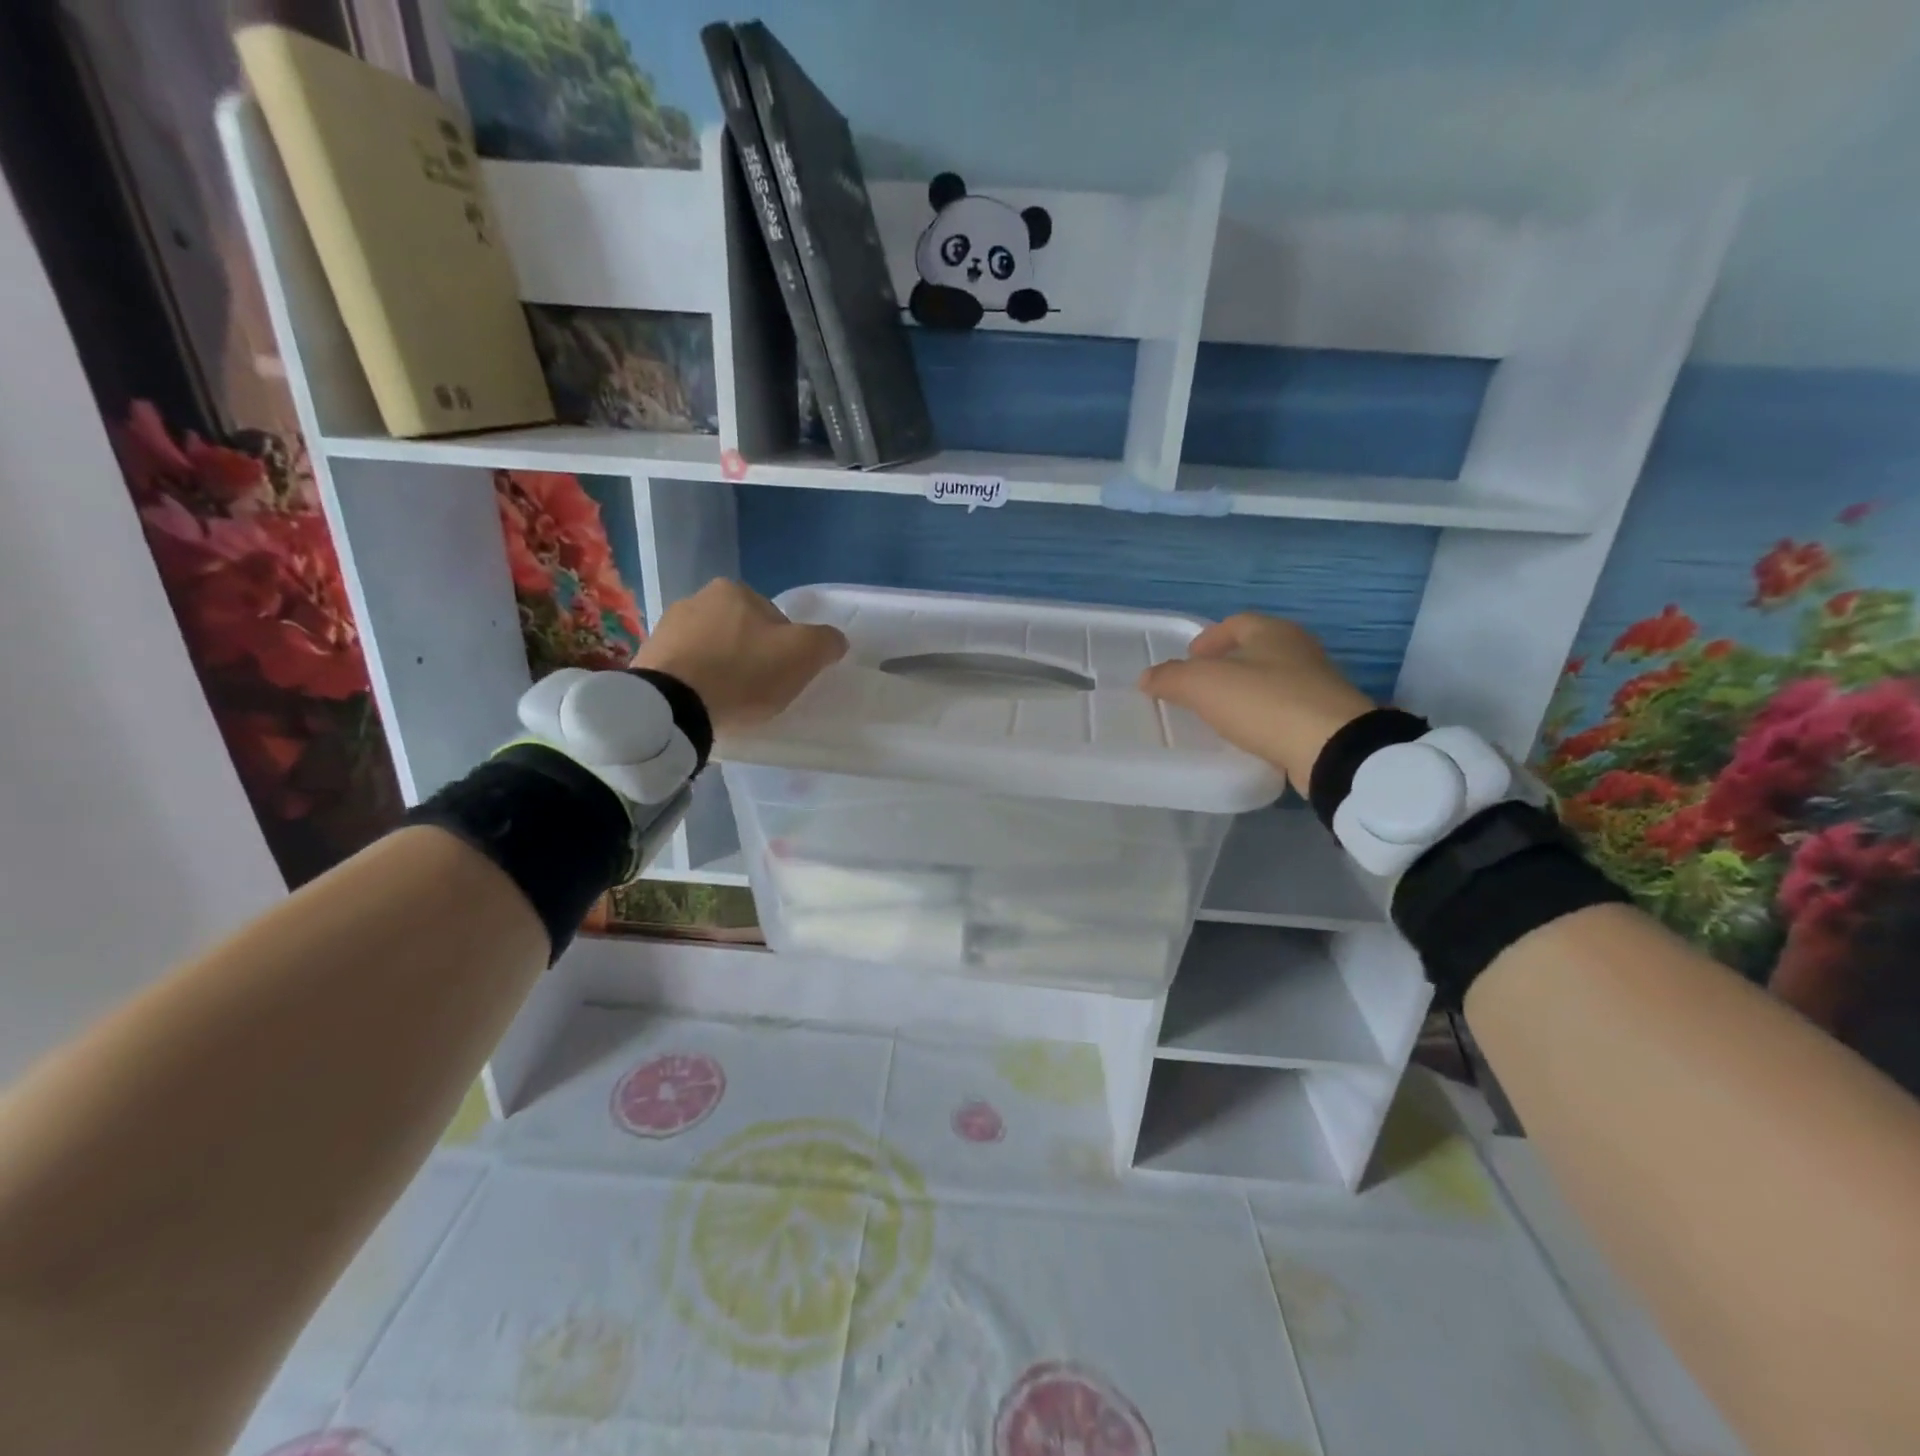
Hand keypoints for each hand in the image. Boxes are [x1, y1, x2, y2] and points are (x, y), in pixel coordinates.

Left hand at [631, 580, 846, 737]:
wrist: (672, 707)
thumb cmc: (743, 673)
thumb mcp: (803, 655)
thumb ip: (826, 641)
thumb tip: (834, 641)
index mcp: (734, 590)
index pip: (775, 620)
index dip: (785, 650)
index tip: (783, 677)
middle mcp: (696, 598)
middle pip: (741, 632)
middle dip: (751, 656)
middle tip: (758, 692)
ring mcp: (666, 627)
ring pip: (711, 649)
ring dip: (722, 669)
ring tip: (728, 702)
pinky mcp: (646, 658)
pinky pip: (685, 669)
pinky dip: (697, 683)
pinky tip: (703, 704)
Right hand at [1138, 613, 1374, 793]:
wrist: (1332, 748)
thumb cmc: (1264, 703)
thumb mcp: (1204, 686)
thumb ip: (1171, 678)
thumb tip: (1147, 677)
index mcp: (1273, 632)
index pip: (1235, 623)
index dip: (1209, 638)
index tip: (1189, 658)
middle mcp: (1299, 650)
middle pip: (1255, 649)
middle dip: (1226, 664)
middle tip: (1199, 685)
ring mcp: (1318, 684)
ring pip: (1271, 679)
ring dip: (1245, 691)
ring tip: (1219, 712)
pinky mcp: (1326, 717)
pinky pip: (1284, 709)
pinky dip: (1263, 715)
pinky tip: (1248, 733)